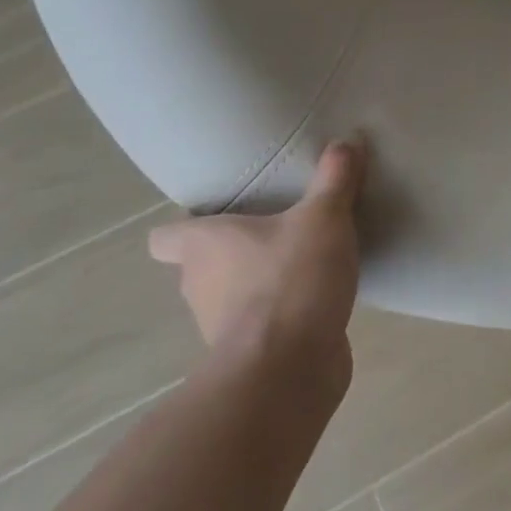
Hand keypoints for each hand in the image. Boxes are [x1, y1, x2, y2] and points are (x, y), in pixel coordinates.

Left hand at [148, 138, 365, 391]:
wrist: (290, 368)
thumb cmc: (291, 279)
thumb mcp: (324, 216)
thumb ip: (335, 178)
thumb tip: (346, 141)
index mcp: (204, 245)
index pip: (165, 236)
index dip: (186, 225)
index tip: (221, 213)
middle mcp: (200, 284)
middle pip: (201, 264)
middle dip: (233, 250)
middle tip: (275, 229)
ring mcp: (221, 325)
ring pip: (231, 295)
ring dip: (258, 282)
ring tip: (302, 261)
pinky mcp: (250, 354)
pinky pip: (262, 324)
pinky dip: (281, 313)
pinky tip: (316, 297)